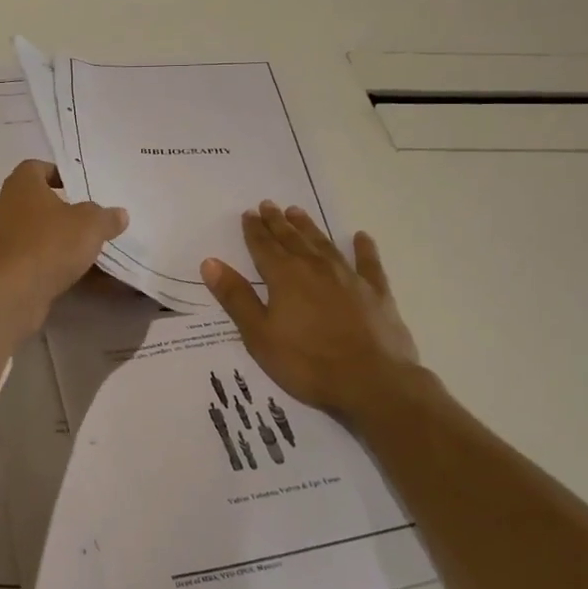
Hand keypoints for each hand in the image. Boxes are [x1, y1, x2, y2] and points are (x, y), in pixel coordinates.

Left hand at [0, 160, 127, 334]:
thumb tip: (119, 214)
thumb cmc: (49, 244)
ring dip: (52, 237)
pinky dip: (45, 261)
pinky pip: (28, 257)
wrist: (10, 292)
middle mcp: (4, 206)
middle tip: (85, 218)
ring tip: (81, 247)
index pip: (36, 167)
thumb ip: (106, 217)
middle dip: (58, 209)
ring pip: (30, 230)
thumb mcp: (90, 225)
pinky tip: (68, 273)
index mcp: (21, 185)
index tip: (78, 187)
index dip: (57, 173)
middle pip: (33, 200)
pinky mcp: (0, 267)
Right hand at [202, 202, 420, 418]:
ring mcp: (349, 278)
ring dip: (309, 228)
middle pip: (292, 240)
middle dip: (278, 223)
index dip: (254, 230)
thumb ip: (236, 297)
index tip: (248, 213)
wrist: (373, 384)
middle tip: (269, 205)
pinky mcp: (377, 294)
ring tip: (298, 212)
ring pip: (324, 244)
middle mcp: (316, 268)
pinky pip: (368, 263)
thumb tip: (210, 263)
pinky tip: (362, 237)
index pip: (264, 247)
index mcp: (285, 277)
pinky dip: (364, 249)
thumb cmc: (308, 364)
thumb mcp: (259, 336)